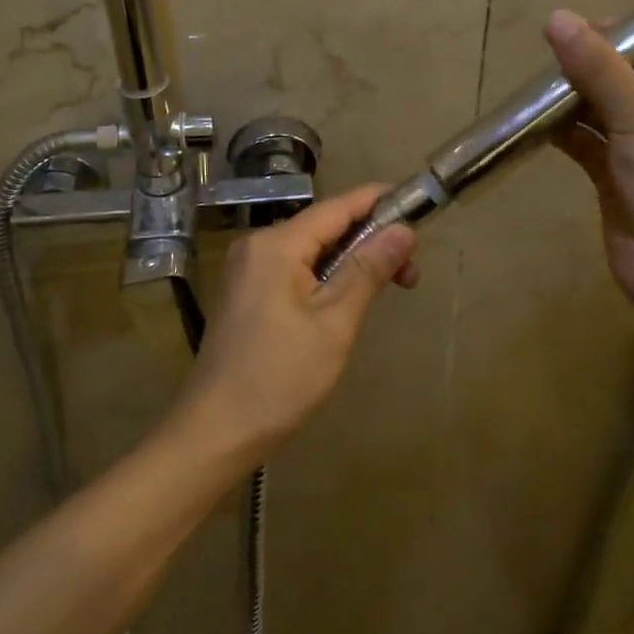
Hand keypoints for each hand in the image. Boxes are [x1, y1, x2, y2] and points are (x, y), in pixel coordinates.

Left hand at [166, 185, 418, 464]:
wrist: (215, 431)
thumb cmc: (280, 377)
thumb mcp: (334, 323)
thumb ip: (368, 269)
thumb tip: (403, 229)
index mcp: (276, 244)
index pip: (338, 206)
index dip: (379, 202)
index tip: (418, 206)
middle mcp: (258, 245)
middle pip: (324, 227)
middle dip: (370, 240)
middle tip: (411, 271)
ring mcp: (248, 269)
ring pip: (311, 250)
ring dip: (351, 261)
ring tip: (389, 285)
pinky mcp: (247, 293)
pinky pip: (295, 269)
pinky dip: (326, 276)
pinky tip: (348, 297)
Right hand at [545, 10, 633, 309]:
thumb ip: (598, 67)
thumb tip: (558, 18)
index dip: (632, 34)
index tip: (587, 25)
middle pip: (633, 78)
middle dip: (595, 65)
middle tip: (555, 50)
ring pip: (607, 111)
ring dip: (576, 98)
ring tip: (540, 81)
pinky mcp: (619, 178)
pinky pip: (590, 143)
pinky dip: (567, 132)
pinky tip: (536, 121)